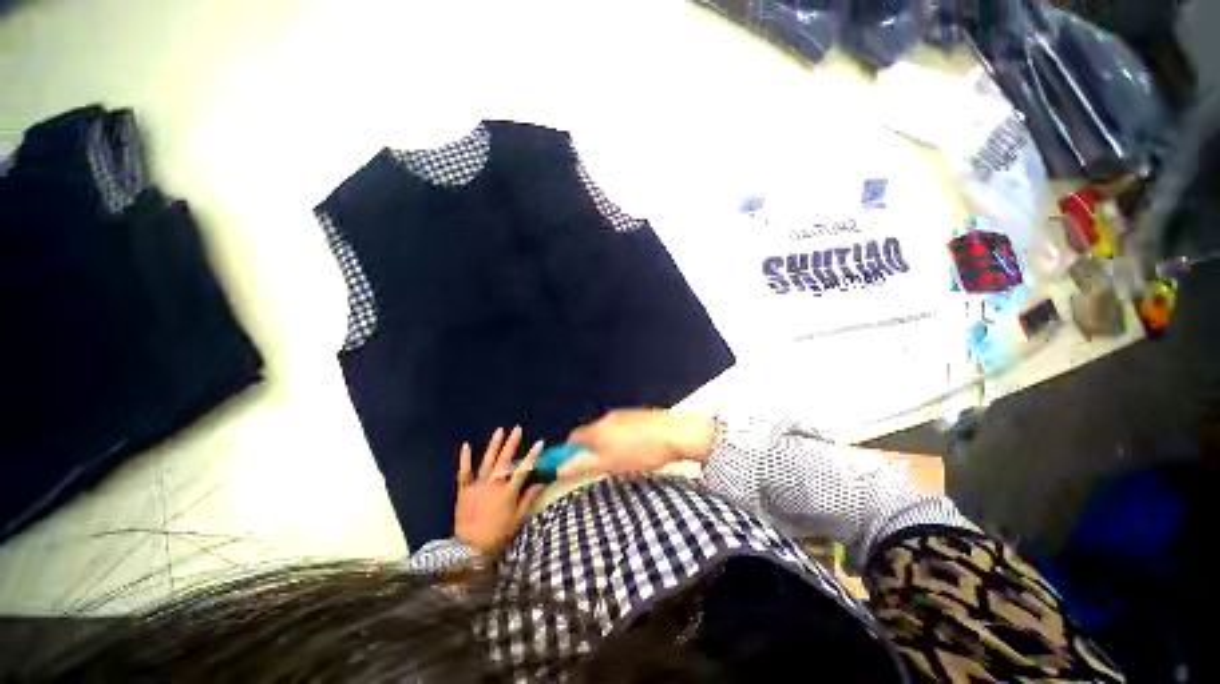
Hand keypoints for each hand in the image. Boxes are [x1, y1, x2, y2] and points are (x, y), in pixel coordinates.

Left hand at [455, 426, 545, 554]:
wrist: (469, 549)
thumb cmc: (497, 534)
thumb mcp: (517, 519)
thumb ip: (528, 499)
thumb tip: (541, 483)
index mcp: (508, 492)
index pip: (523, 469)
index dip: (532, 455)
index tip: (539, 443)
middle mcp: (493, 484)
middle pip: (505, 460)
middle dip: (512, 443)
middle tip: (517, 428)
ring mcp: (477, 486)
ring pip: (487, 461)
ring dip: (494, 445)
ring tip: (499, 431)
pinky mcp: (464, 490)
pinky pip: (464, 472)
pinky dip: (465, 459)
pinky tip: (466, 445)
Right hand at [558, 409, 716, 478]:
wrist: (675, 435)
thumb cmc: (641, 452)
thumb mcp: (609, 464)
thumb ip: (583, 466)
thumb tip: (560, 469)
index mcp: (598, 429)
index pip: (574, 437)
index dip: (570, 451)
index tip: (573, 463)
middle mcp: (608, 418)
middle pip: (591, 434)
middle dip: (591, 450)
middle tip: (601, 466)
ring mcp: (625, 414)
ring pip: (608, 431)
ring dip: (607, 444)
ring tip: (623, 460)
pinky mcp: (638, 415)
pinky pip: (623, 428)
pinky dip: (623, 439)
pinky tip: (637, 450)